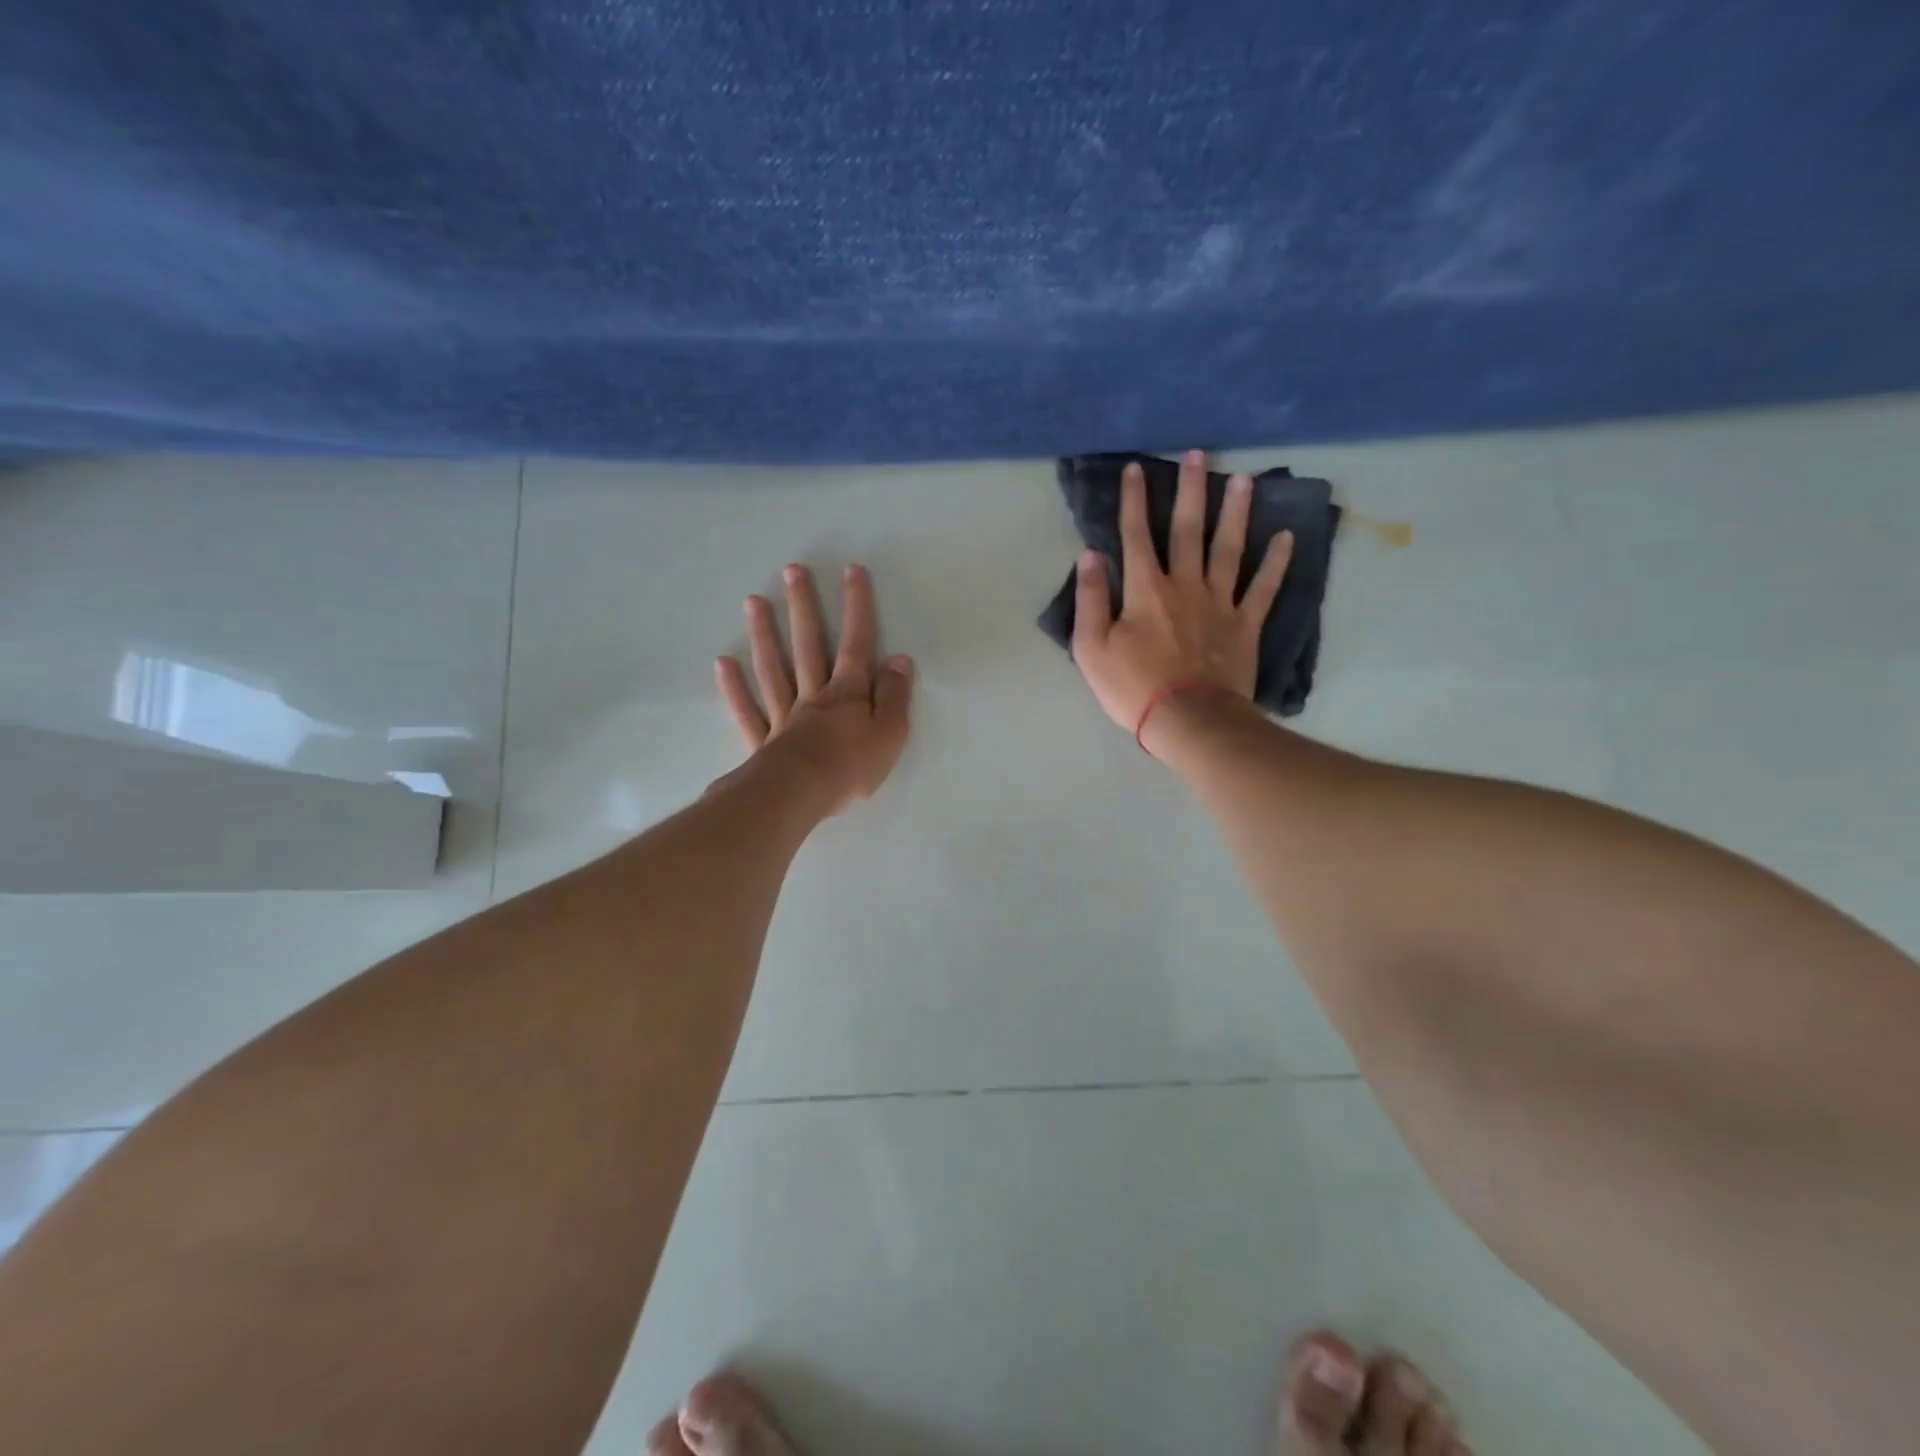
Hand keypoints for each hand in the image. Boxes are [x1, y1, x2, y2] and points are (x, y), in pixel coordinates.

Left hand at [716, 563, 913, 814]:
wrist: (799, 796)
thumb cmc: (850, 768)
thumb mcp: (890, 734)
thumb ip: (894, 696)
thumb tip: (899, 660)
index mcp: (847, 693)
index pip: (856, 643)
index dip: (856, 607)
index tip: (851, 571)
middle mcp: (813, 696)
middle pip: (807, 645)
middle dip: (803, 607)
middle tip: (792, 571)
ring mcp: (784, 716)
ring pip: (773, 668)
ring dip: (764, 634)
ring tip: (753, 601)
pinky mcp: (763, 741)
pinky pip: (748, 710)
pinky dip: (735, 688)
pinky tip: (724, 664)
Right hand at [1071, 449, 1291, 745]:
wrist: (1189, 720)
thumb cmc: (1133, 687)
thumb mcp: (1092, 648)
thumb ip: (1092, 600)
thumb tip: (1090, 556)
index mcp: (1146, 590)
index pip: (1136, 536)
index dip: (1134, 501)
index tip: (1135, 469)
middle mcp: (1185, 585)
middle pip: (1188, 530)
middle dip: (1191, 490)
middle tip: (1198, 454)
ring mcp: (1220, 603)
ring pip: (1229, 548)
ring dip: (1235, 512)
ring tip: (1243, 479)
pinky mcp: (1245, 625)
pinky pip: (1264, 588)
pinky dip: (1276, 563)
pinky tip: (1287, 537)